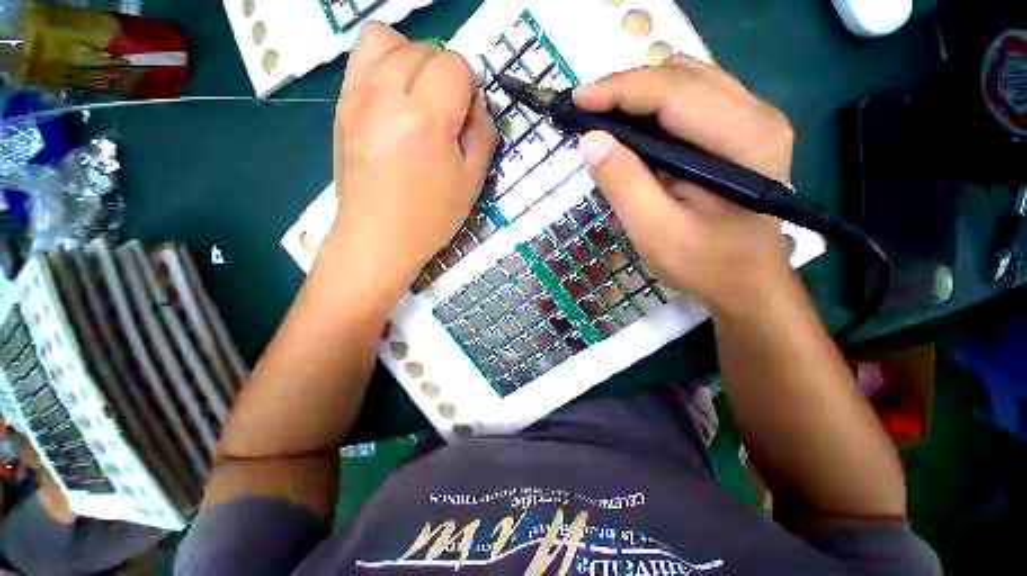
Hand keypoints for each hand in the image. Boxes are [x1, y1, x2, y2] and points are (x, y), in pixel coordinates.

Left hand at [329, 24, 496, 288]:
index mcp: (426, 119)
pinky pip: (361, 58)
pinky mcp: (341, 105)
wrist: (378, 237)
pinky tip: (394, 100)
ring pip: (387, 39)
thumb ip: (483, 134)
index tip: (467, 117)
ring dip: (412, 58)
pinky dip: (384, 64)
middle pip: (424, 48)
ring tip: (419, 96)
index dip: (469, 87)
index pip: (455, 65)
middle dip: (445, 73)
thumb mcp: (472, 182)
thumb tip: (477, 104)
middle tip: (447, 112)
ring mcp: (356, 96)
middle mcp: (386, 95)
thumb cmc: (430, 217)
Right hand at [574, 56, 797, 315]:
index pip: (673, 92)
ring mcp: (752, 120)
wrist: (746, 282)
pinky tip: (634, 131)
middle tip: (587, 115)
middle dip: (626, 89)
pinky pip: (691, 99)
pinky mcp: (740, 131)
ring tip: (605, 122)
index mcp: (744, 140)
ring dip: (639, 95)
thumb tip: (590, 141)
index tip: (576, 100)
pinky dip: (654, 107)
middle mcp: (757, 115)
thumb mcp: (655, 232)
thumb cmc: (704, 264)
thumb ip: (624, 185)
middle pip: (682, 75)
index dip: (619, 90)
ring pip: (686, 80)